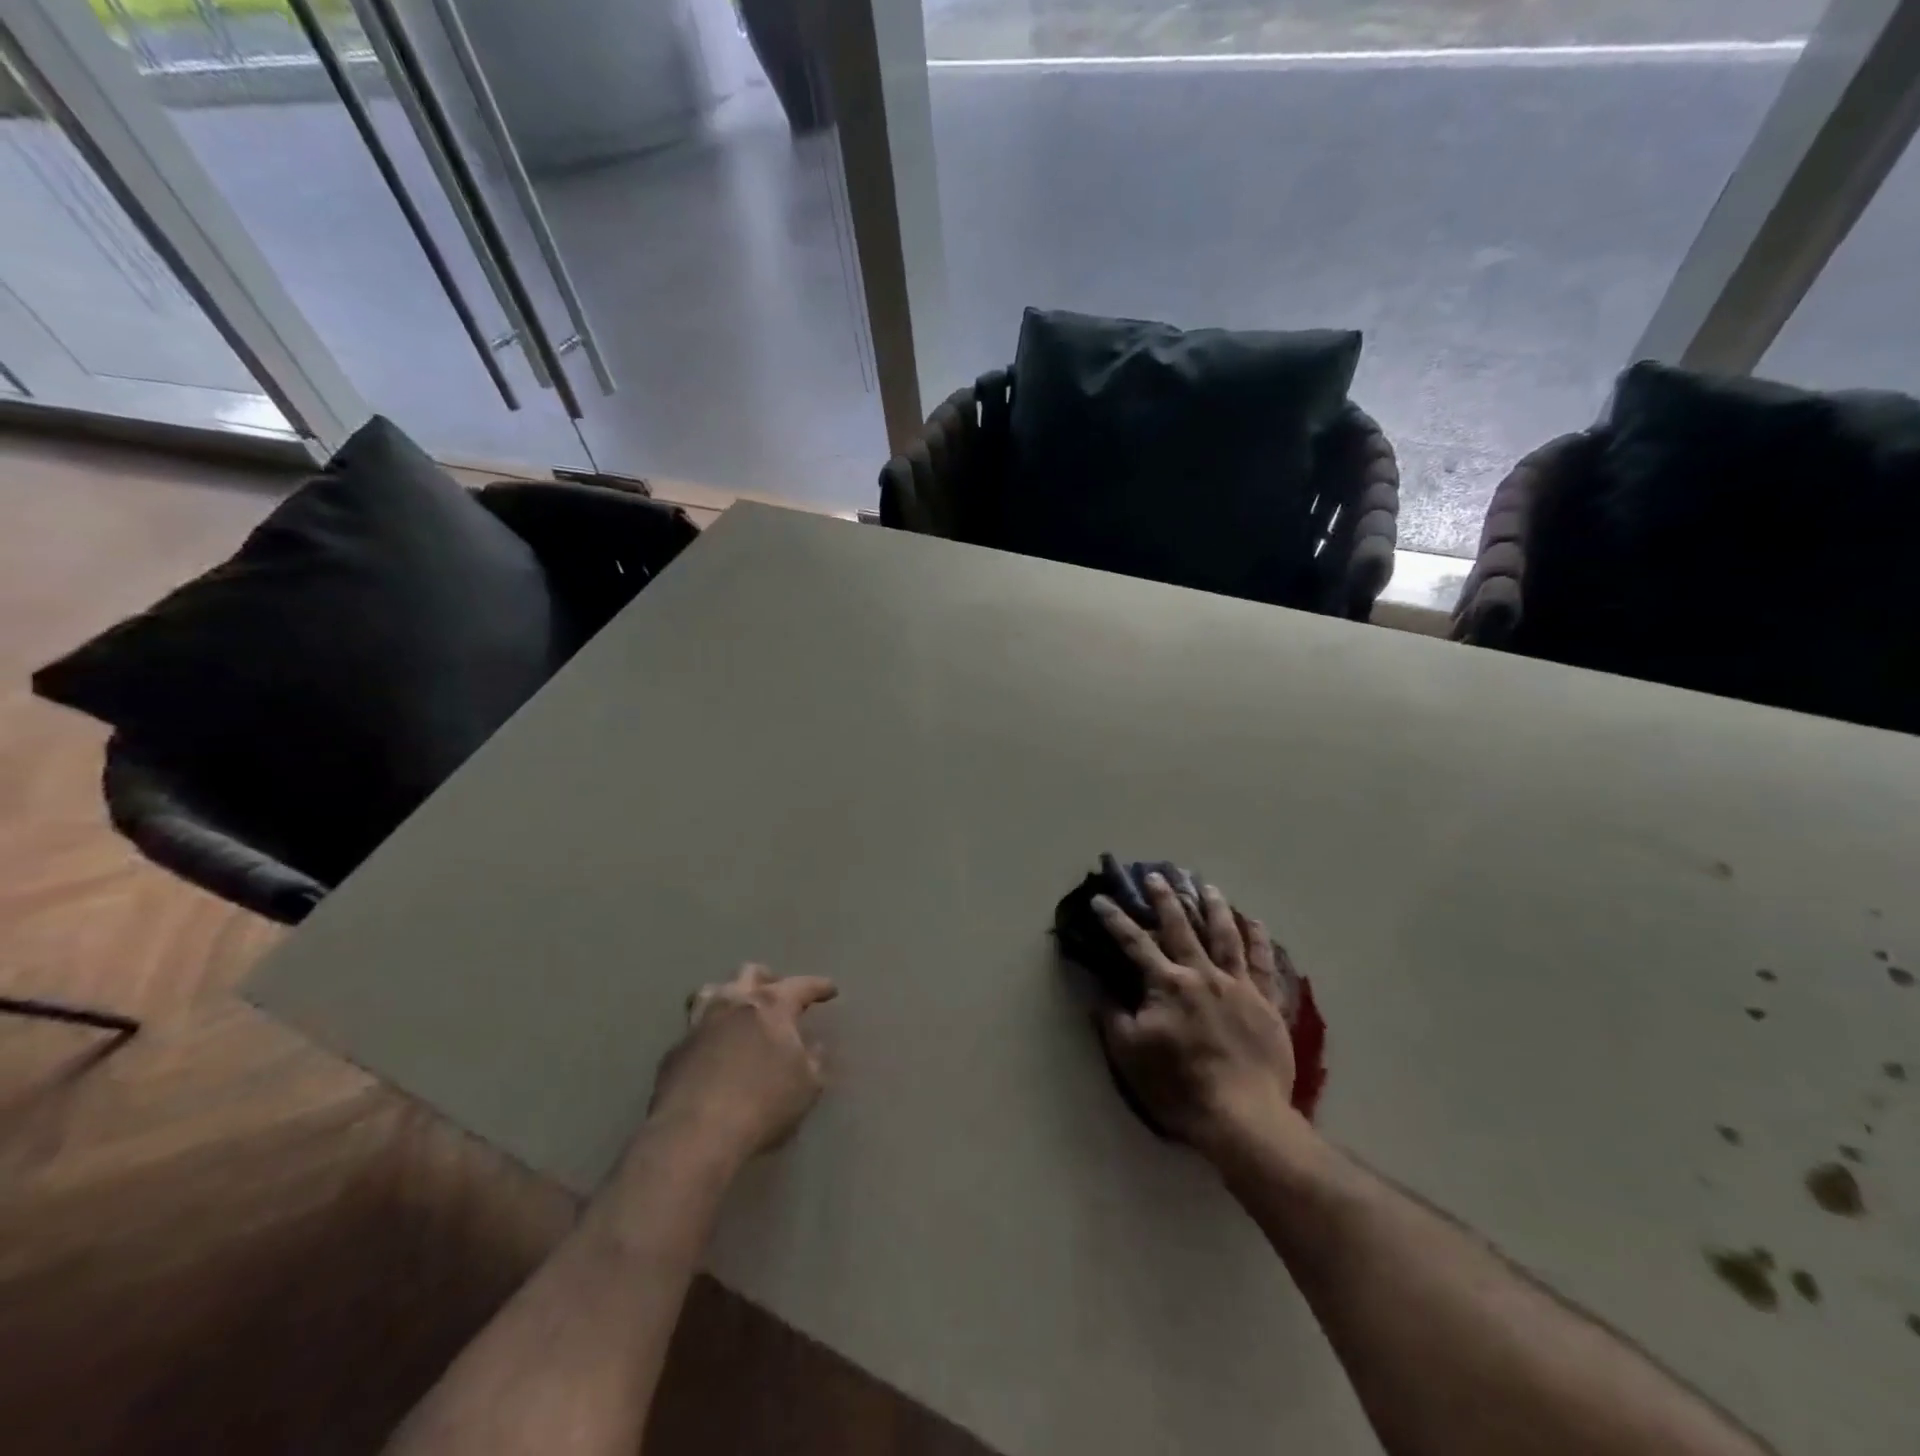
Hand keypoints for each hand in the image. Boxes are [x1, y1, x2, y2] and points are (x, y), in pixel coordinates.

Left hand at [648, 963, 836, 1161]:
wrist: (695, 1134)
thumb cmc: (763, 1104)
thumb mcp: (807, 1086)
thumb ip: (813, 1061)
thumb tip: (813, 1047)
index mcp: (771, 1005)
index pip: (802, 985)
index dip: (819, 987)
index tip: (830, 990)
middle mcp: (733, 1002)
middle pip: (749, 973)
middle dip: (768, 979)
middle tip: (777, 994)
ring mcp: (699, 1024)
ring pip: (710, 991)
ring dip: (728, 995)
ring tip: (736, 1010)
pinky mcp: (674, 1051)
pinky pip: (694, 1030)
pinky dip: (708, 1034)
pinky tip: (712, 1052)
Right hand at [1093, 875, 1307, 1165]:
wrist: (1243, 1117)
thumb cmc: (1179, 1086)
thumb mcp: (1130, 1054)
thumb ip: (1112, 1015)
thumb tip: (1099, 987)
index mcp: (1167, 984)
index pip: (1134, 943)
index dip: (1115, 920)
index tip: (1100, 900)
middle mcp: (1202, 974)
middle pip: (1181, 927)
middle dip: (1165, 899)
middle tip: (1156, 875)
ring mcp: (1238, 986)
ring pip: (1225, 935)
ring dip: (1213, 907)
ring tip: (1206, 886)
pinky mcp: (1266, 1003)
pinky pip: (1263, 963)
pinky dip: (1259, 939)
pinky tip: (1255, 921)